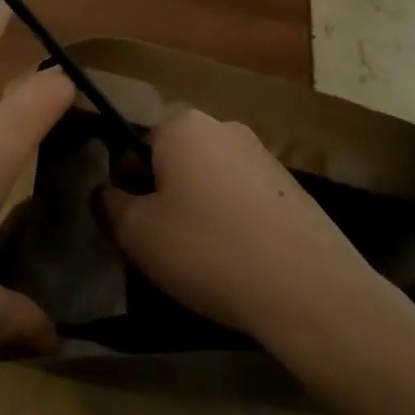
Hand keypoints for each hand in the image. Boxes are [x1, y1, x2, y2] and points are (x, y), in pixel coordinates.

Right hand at [102, 109, 378, 343]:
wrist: (307, 289)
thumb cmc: (207, 249)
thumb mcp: (137, 232)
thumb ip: (109, 204)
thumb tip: (107, 191)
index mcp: (184, 125)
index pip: (138, 144)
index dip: (129, 184)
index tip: (136, 223)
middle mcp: (225, 127)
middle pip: (176, 159)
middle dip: (165, 194)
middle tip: (165, 243)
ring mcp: (264, 155)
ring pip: (211, 179)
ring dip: (200, 208)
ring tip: (205, 258)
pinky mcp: (293, 188)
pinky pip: (245, 198)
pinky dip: (234, 221)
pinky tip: (241, 260)